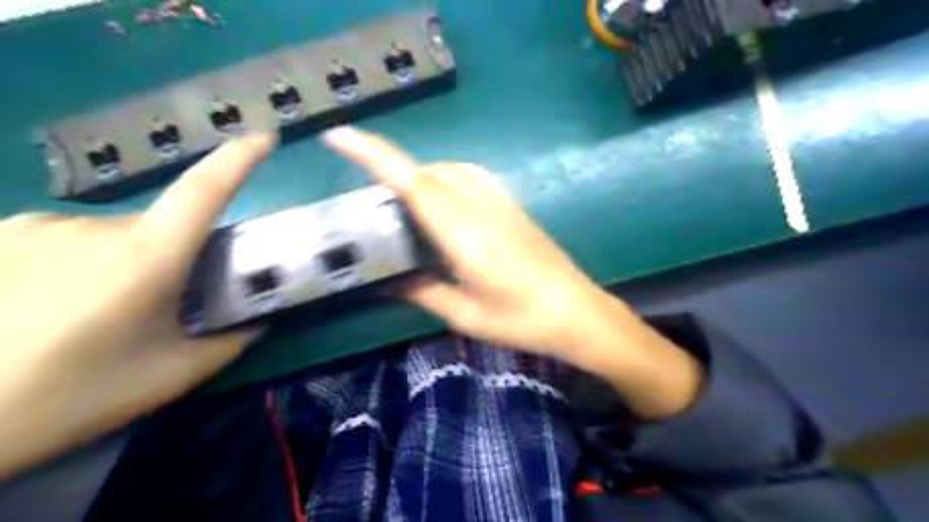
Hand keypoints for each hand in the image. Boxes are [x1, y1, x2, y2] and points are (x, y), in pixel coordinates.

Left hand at [0, 131, 275, 477]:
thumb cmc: (77, 395)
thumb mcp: (175, 373)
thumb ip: (231, 340)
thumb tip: (259, 320)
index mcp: (147, 258)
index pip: (203, 191)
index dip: (238, 159)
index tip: (266, 139)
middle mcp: (97, 228)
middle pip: (162, 229)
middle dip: (173, 261)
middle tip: (157, 311)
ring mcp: (42, 226)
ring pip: (117, 236)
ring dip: (128, 265)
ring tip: (97, 317)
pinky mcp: (6, 234)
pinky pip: (75, 239)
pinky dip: (85, 263)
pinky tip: (53, 305)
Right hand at [324, 124, 699, 414]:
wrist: (577, 312)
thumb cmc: (521, 320)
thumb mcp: (465, 314)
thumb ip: (422, 292)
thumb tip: (386, 281)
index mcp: (464, 234)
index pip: (413, 183)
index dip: (374, 155)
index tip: (339, 136)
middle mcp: (480, 207)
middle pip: (428, 172)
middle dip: (393, 174)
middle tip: (374, 204)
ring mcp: (501, 202)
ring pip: (450, 169)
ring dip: (422, 176)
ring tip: (406, 205)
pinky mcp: (513, 205)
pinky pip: (472, 176)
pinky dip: (448, 178)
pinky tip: (446, 203)